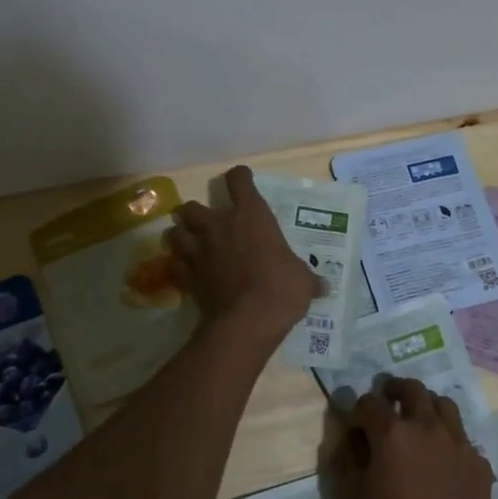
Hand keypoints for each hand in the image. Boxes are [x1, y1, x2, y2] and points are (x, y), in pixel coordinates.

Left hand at [165, 165, 321, 343]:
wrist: (247, 320)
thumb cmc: (281, 288)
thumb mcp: (303, 281)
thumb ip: (308, 279)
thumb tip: (323, 286)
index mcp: (251, 215)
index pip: (238, 181)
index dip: (240, 178)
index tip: (242, 180)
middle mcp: (218, 226)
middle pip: (192, 206)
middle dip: (195, 212)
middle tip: (206, 223)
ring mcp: (198, 250)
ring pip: (174, 232)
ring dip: (180, 236)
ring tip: (188, 244)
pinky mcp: (186, 276)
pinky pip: (174, 265)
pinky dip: (177, 266)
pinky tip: (185, 272)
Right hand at [319, 377, 496, 498]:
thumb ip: (344, 458)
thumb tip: (346, 434)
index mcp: (392, 433)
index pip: (369, 403)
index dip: (358, 410)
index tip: (354, 424)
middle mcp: (428, 427)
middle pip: (412, 389)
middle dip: (394, 389)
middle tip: (387, 400)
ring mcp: (459, 443)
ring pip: (443, 405)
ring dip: (426, 405)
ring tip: (417, 421)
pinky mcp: (479, 464)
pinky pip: (462, 438)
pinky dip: (448, 438)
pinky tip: (441, 460)